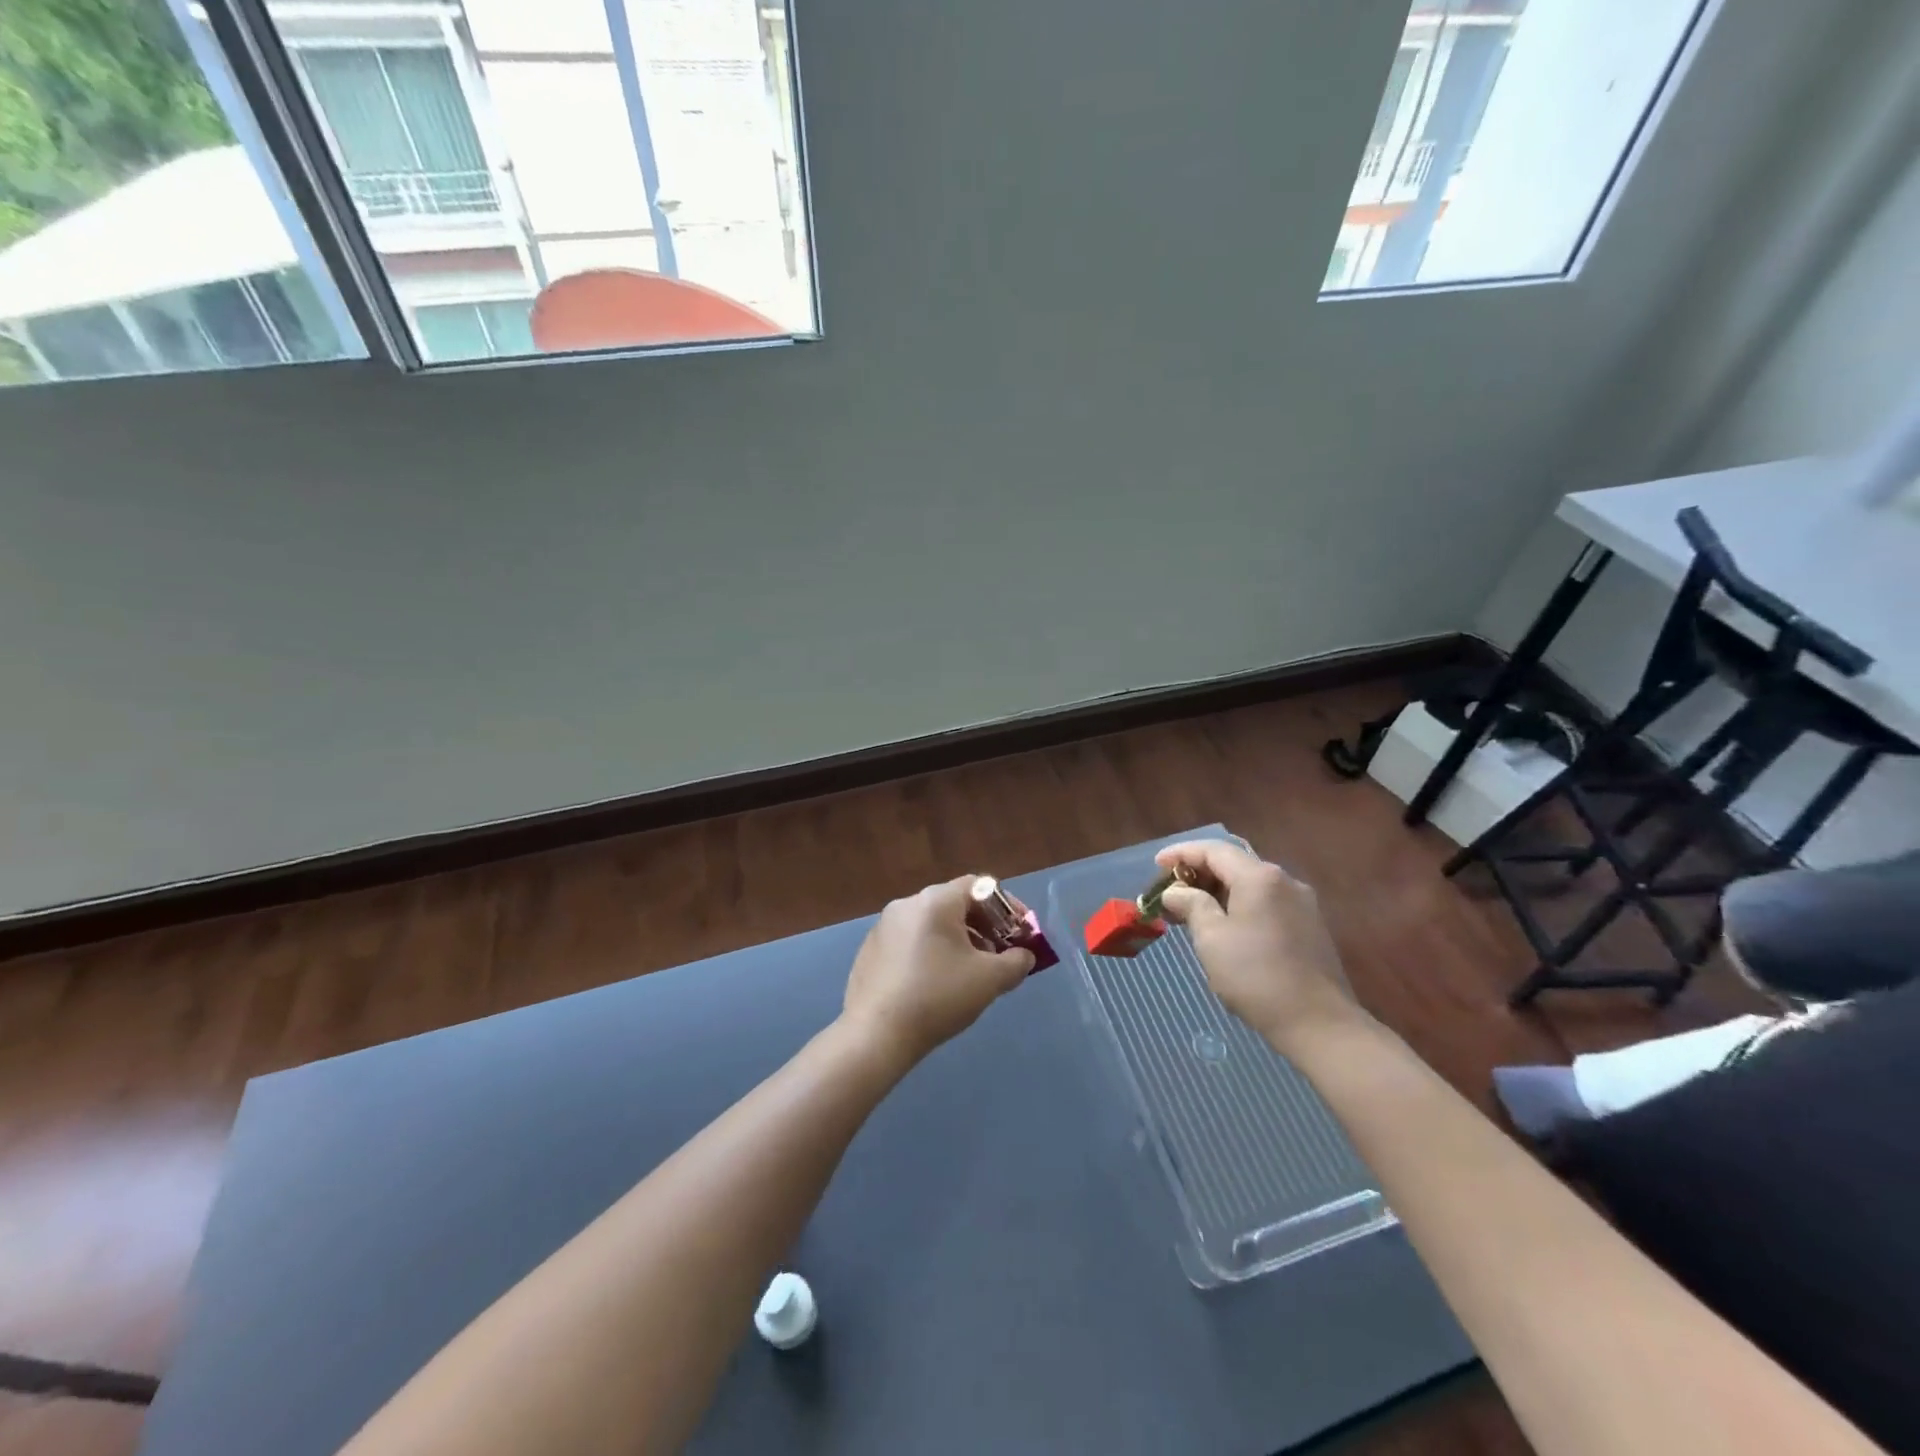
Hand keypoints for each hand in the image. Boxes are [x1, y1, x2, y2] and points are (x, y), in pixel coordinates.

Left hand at [841, 876, 1034, 1067]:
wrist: (876, 1034)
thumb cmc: (938, 997)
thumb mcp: (990, 980)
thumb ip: (1016, 962)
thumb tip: (1023, 956)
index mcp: (936, 900)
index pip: (980, 886)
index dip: (1008, 907)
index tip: (1021, 934)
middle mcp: (907, 904)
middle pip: (956, 903)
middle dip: (984, 926)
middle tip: (1000, 955)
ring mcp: (884, 926)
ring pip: (932, 923)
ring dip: (959, 940)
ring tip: (972, 972)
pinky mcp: (871, 950)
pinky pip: (911, 940)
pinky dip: (932, 951)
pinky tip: (937, 984)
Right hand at [1156, 841, 1360, 1052]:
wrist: (1320, 1024)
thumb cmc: (1257, 977)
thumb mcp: (1211, 938)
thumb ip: (1191, 904)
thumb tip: (1175, 892)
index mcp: (1260, 877)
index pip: (1213, 850)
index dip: (1181, 854)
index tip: (1156, 866)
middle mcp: (1284, 881)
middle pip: (1233, 864)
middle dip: (1198, 874)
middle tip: (1169, 895)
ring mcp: (1301, 904)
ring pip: (1249, 885)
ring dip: (1217, 892)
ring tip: (1190, 913)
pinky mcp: (1309, 927)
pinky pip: (1265, 903)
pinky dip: (1238, 906)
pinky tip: (1223, 928)